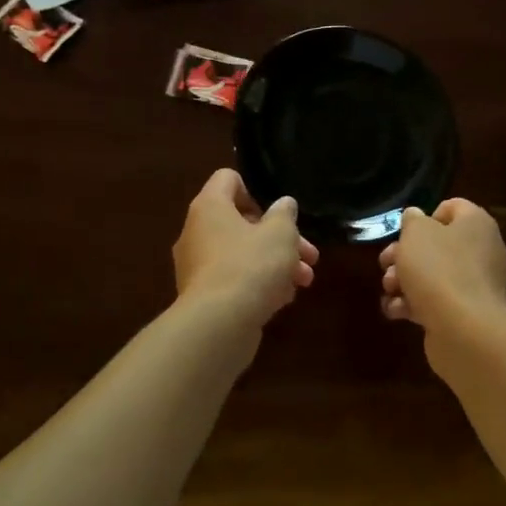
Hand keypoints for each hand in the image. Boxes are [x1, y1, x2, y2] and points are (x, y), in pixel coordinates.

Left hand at [172, 169, 318, 330]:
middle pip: (241, 222)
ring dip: (276, 263)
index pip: (227, 179)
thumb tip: (283, 205)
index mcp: (210, 207)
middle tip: (309, 254)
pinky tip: (284, 299)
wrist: (219, 325)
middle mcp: (197, 232)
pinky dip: (259, 284)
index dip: (255, 190)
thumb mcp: (280, 234)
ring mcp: (197, 267)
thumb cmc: (251, 265)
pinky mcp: (204, 296)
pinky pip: (235, 280)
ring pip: (242, 254)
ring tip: (304, 280)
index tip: (278, 213)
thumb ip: (285, 214)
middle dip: (280, 237)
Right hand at [379, 198, 505, 332]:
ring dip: (405, 281)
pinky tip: (395, 311)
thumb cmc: (439, 269)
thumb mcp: (416, 233)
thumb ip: (412, 220)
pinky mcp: (467, 314)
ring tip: (388, 290)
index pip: (453, 208)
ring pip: (434, 275)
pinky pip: (437, 302)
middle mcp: (482, 251)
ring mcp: (476, 286)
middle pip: (437, 245)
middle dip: (405, 254)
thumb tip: (416, 217)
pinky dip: (414, 305)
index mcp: (476, 224)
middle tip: (386, 263)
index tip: (406, 232)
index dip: (425, 216)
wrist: (464, 329)